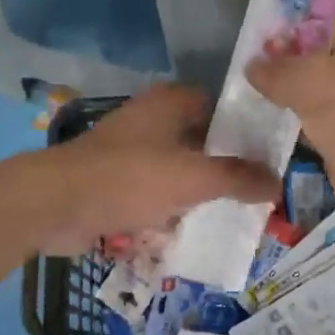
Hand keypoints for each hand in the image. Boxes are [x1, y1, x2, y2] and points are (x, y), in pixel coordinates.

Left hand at [23, 85, 278, 256]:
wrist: (55, 204)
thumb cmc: (129, 178)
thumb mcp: (193, 177)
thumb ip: (239, 178)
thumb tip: (278, 182)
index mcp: (172, 103)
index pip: (224, 108)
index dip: (250, 131)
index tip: (274, 159)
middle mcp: (154, 120)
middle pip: (204, 142)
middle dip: (229, 169)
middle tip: (260, 194)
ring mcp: (133, 151)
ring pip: (181, 170)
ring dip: (201, 192)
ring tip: (236, 217)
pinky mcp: (118, 181)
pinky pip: (157, 192)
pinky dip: (174, 208)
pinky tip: (195, 230)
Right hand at [247, 0, 334, 248]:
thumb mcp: (321, 83)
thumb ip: (279, 68)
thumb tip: (251, 65)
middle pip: (304, 24)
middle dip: (269, 29)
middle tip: (226, 29)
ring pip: (298, 65)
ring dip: (270, 68)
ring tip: (225, 61)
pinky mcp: (333, 119)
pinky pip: (297, 102)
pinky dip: (275, 101)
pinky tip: (240, 99)